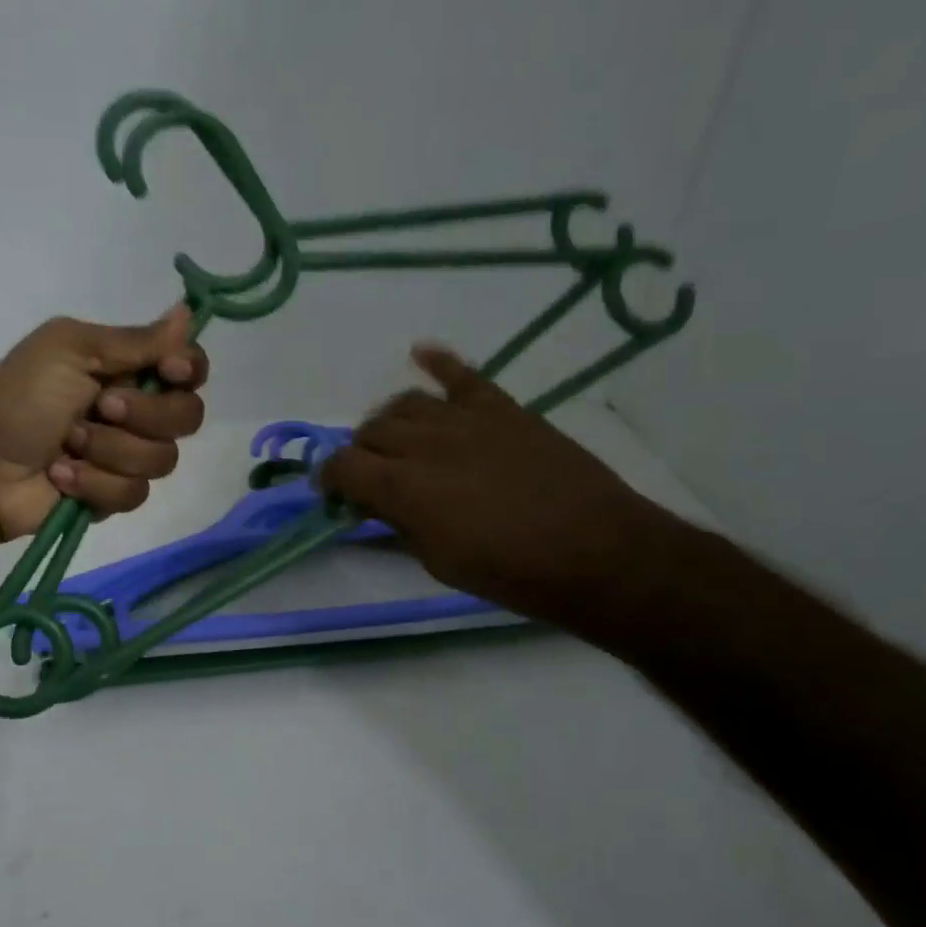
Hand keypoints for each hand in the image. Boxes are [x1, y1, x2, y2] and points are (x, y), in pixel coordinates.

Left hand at [0, 306, 209, 540]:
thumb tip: (187, 312)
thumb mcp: (70, 350)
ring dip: (111, 450)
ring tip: (67, 445)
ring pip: (162, 459)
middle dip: (144, 415)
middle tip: (100, 407)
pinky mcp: (114, 494)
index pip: (189, 367)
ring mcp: (126, 455)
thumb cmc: (20, 397)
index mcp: (127, 368)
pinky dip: (95, 483)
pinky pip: (135, 493)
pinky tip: (61, 475)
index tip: (169, 370)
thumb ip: (134, 340)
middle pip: (187, 415)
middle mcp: (137, 410)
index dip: (188, 369)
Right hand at [320, 345, 670, 629]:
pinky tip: (420, 353)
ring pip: (406, 404)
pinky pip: (462, 375)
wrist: (596, 551)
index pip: (342, 466)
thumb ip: (401, 525)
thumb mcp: (439, 562)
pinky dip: (438, 361)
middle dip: (361, 454)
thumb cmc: (511, 573)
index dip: (329, 479)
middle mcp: (424, 443)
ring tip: (398, 439)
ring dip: (391, 422)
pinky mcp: (501, 409)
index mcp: (403, 488)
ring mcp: (465, 420)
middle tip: (373, 476)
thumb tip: (379, 507)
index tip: (334, 493)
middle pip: (370, 431)